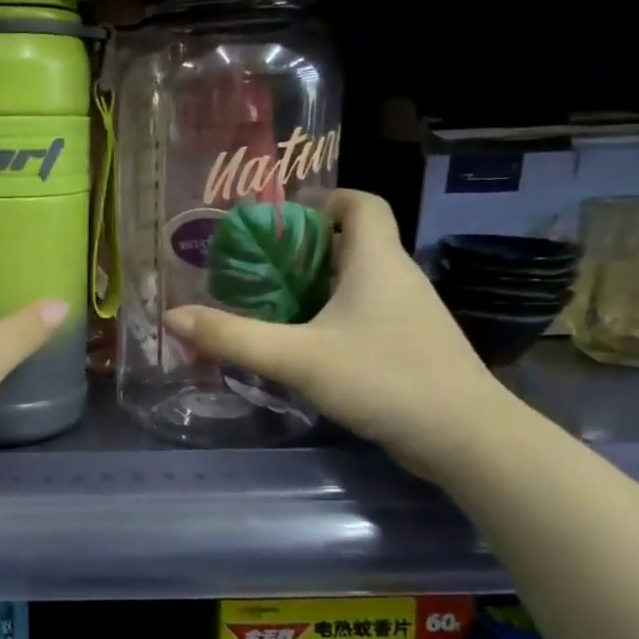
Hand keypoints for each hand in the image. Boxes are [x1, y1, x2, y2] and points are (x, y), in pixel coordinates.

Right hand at [163, 190, 509, 476]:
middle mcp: (397, 277)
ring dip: (314, 287)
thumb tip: (173, 317)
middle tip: (254, 269)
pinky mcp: (410, 346)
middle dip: (302, 250)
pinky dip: (331, 318)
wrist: (466, 438)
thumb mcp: (298, 357)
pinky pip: (364, 315)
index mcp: (376, 260)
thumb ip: (234, 337)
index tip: (280, 221)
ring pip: (356, 282)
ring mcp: (408, 314)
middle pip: (350, 242)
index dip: (323, 201)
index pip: (361, 203)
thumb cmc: (384, 378)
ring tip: (267, 306)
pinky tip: (303, 347)